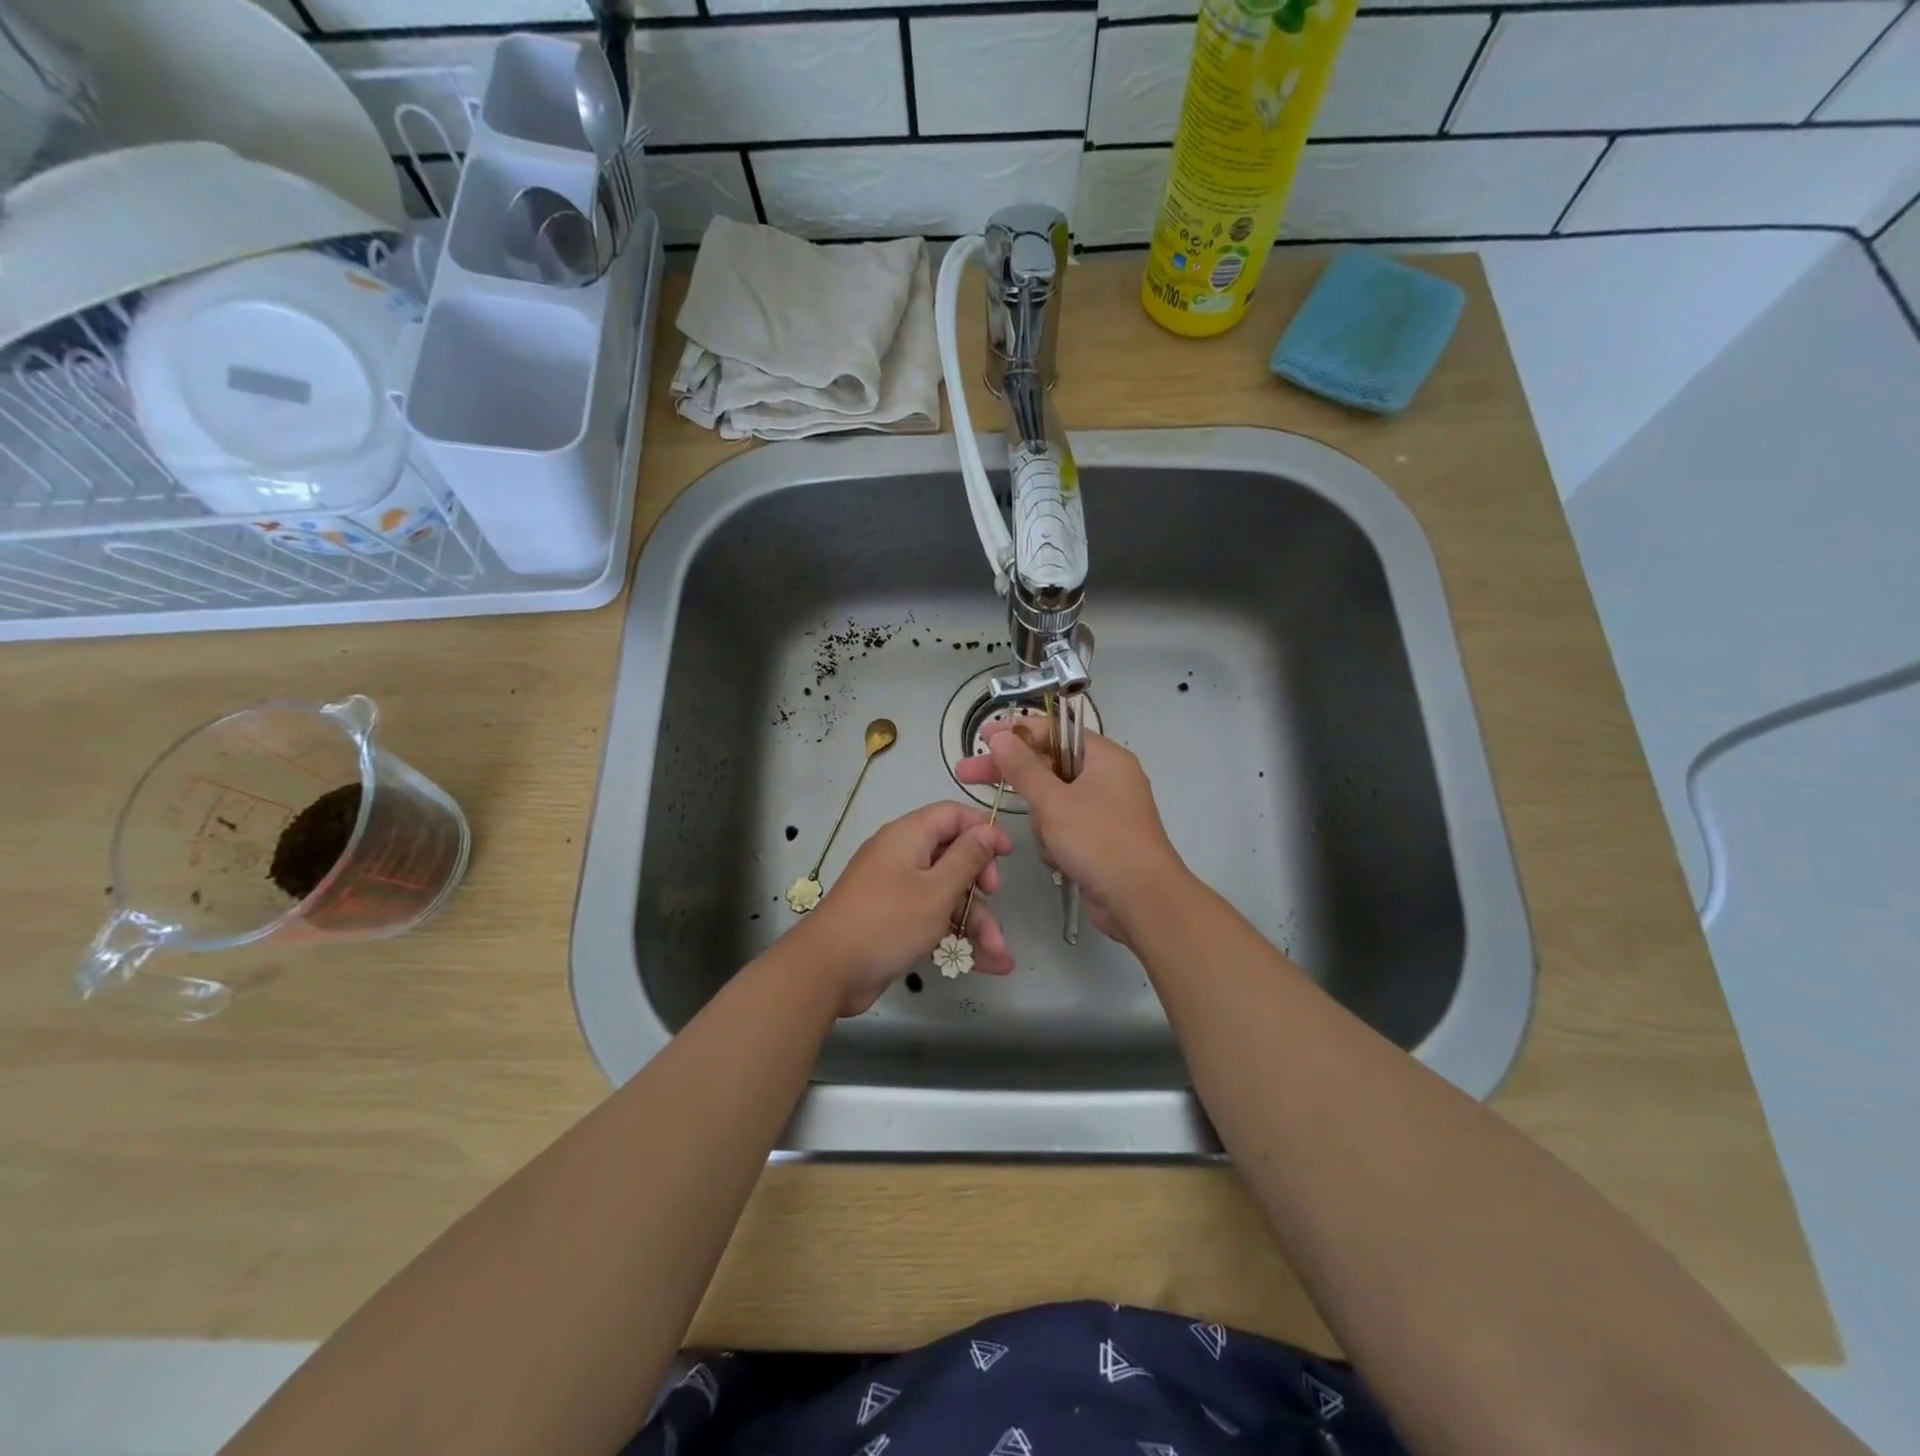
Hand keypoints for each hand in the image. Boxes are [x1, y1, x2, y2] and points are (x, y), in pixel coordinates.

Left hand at [796, 801, 1015, 1015]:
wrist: (827, 971)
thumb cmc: (887, 921)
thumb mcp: (937, 889)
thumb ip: (967, 858)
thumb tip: (987, 830)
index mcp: (908, 837)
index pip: (952, 815)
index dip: (982, 830)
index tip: (1007, 855)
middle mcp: (902, 858)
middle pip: (953, 858)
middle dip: (982, 885)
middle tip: (994, 899)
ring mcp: (897, 891)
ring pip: (947, 896)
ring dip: (976, 923)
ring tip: (1001, 956)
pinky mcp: (895, 922)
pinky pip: (933, 920)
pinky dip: (956, 938)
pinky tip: (987, 964)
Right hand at [955, 721, 1187, 945]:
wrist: (1143, 901)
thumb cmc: (1100, 841)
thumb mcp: (1054, 802)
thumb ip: (1023, 768)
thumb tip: (1000, 735)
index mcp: (1104, 757)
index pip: (1053, 731)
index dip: (1015, 732)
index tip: (981, 739)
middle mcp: (1106, 777)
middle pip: (1048, 765)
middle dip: (1015, 779)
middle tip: (967, 775)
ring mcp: (1104, 809)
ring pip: (1052, 801)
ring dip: (1042, 822)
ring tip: (1052, 843)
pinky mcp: (1100, 838)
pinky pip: (1063, 827)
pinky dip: (1055, 841)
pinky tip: (1059, 860)